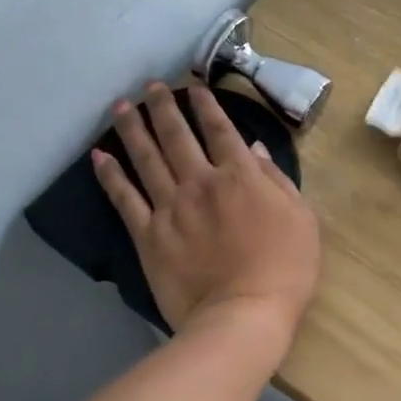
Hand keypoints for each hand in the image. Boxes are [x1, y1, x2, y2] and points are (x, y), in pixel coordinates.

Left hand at [94, 83, 320, 341]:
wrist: (243, 314)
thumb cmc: (285, 268)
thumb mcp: (301, 217)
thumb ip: (276, 178)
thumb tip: (252, 148)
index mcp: (240, 175)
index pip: (219, 129)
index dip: (205, 105)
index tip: (193, 87)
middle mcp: (200, 181)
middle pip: (176, 135)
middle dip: (162, 106)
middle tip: (150, 87)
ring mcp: (170, 207)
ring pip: (146, 158)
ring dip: (132, 129)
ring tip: (120, 107)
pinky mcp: (148, 235)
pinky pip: (125, 198)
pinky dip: (110, 175)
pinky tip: (98, 156)